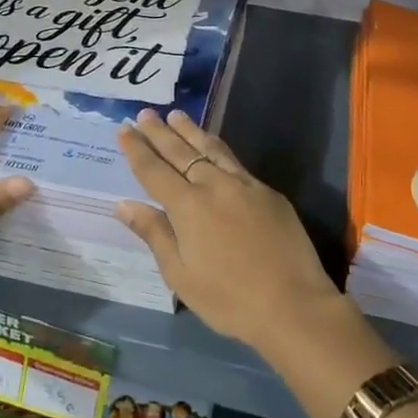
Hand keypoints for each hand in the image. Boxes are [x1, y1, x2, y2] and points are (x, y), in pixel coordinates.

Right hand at [116, 109, 340, 354]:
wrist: (293, 304)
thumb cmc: (229, 299)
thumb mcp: (181, 275)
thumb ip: (154, 234)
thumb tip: (124, 204)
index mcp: (188, 206)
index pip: (154, 170)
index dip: (137, 149)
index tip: (123, 129)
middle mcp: (214, 185)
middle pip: (181, 152)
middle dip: (160, 132)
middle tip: (145, 113)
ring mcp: (245, 185)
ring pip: (211, 149)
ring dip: (190, 131)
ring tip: (176, 115)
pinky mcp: (268, 192)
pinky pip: (235, 161)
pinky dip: (217, 148)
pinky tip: (214, 147)